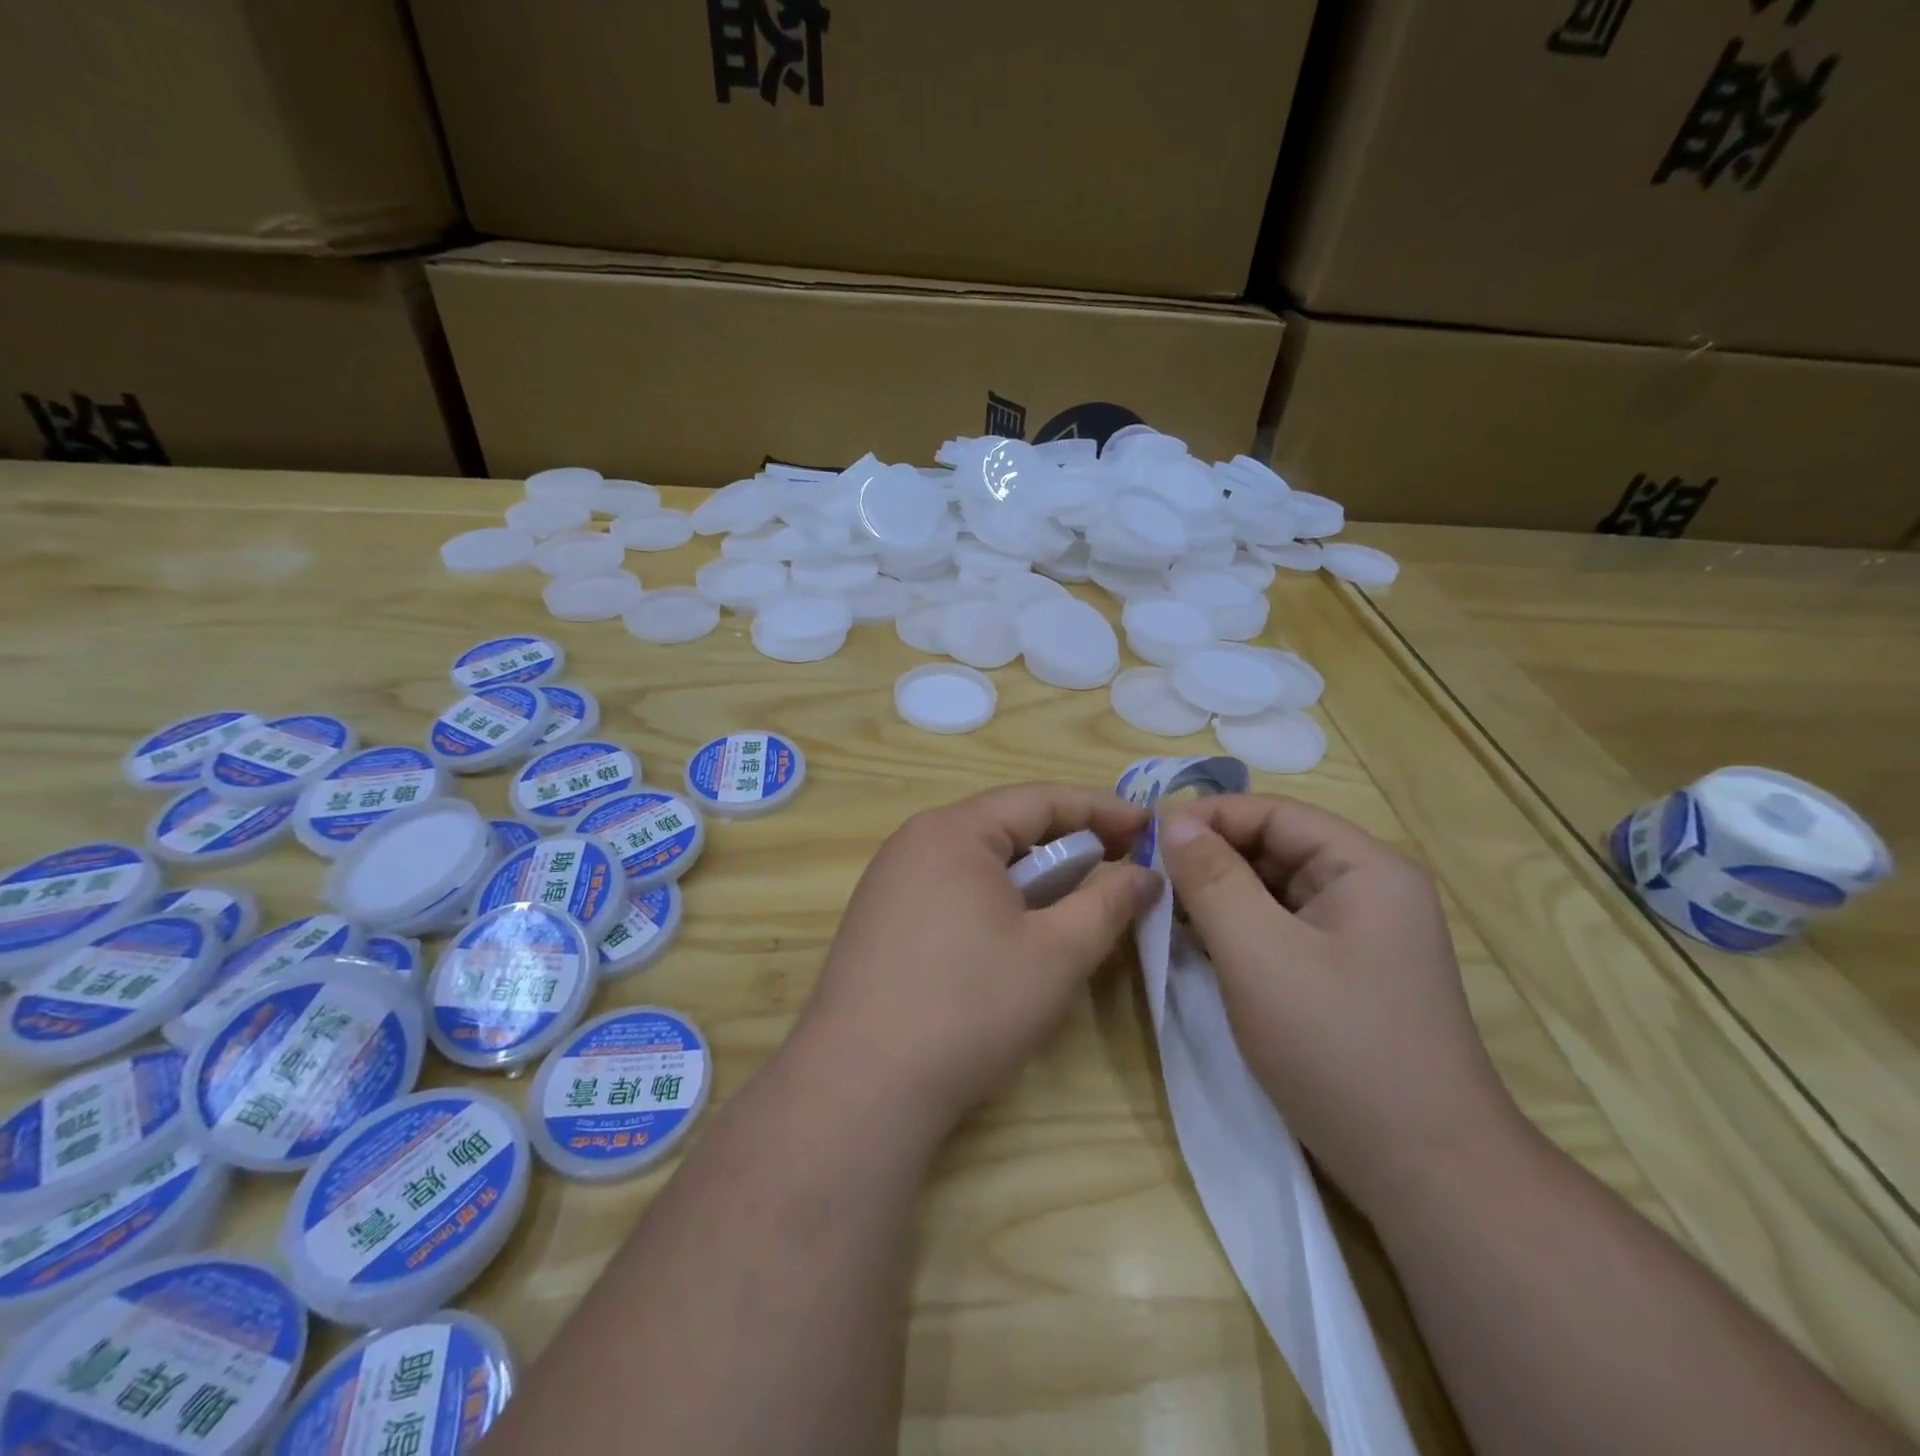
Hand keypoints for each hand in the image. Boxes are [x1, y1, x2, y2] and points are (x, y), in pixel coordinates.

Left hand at [799, 784, 1160, 1133]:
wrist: (860, 1087)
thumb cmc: (969, 1008)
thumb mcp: (1056, 954)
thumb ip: (1107, 904)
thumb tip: (1144, 875)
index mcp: (953, 831)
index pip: (1039, 799)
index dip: (1100, 808)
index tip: (1148, 825)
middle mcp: (914, 842)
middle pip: (1005, 826)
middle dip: (1067, 842)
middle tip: (1119, 864)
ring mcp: (888, 882)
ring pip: (977, 860)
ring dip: (1031, 874)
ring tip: (1073, 901)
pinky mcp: (878, 921)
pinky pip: (950, 889)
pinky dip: (994, 899)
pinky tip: (1014, 934)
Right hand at [1158, 795, 1522, 1213]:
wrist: (1425, 1174)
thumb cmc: (1337, 1048)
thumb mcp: (1258, 953)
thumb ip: (1211, 879)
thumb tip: (1172, 820)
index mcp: (1366, 869)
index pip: (1275, 813)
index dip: (1209, 817)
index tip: (1148, 837)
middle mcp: (1370, 891)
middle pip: (1275, 849)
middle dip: (1210, 859)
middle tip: (1149, 879)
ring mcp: (1361, 936)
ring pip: (1274, 891)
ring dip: (1219, 897)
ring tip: (1165, 913)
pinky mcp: (1346, 975)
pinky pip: (1281, 930)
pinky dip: (1238, 931)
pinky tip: (1198, 947)